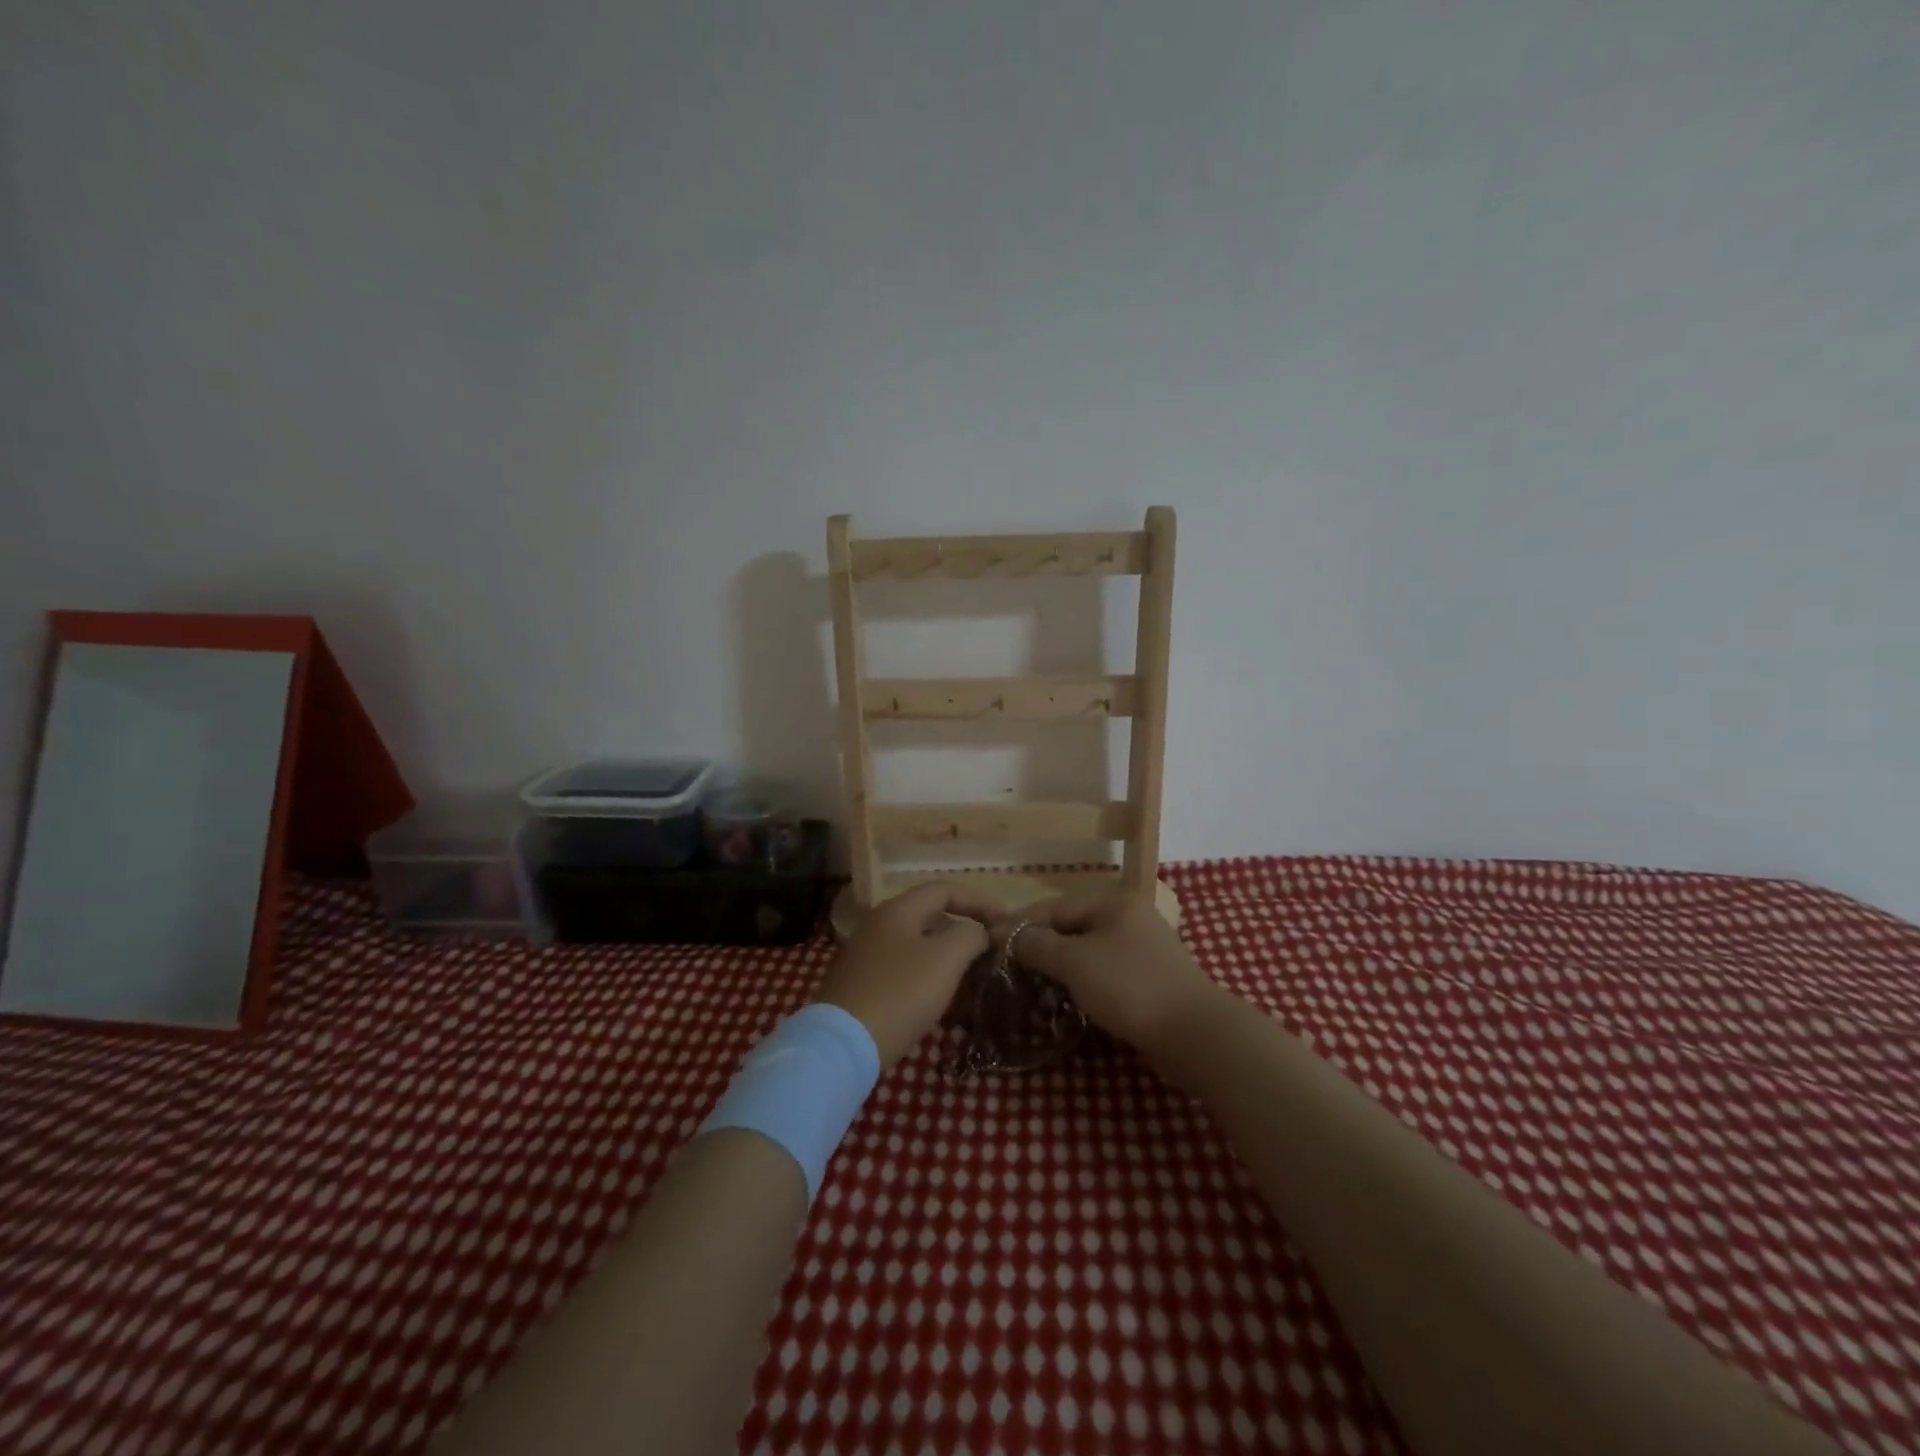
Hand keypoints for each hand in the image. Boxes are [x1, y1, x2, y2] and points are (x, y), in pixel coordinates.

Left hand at [814, 883, 1003, 1066]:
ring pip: (917, 944)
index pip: (944, 889)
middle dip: (964, 928)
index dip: (979, 901)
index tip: (1006, 922)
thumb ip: (970, 935)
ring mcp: (866, 954)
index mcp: (898, 909)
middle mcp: (878, 924)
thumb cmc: (901, 993)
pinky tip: (941, 998)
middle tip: (991, 947)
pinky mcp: (861, 984)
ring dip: (947, 954)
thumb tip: (978, 932)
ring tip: (972, 974)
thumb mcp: (946, 959)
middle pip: (929, 915)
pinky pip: (903, 968)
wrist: (844, 1044)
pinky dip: (928, 974)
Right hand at [999, 890, 1220, 1058]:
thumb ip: (1037, 944)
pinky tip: (1065, 1000)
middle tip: (1009, 968)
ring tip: (1031, 986)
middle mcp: (1128, 918)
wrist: (1195, 1035)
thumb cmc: (1130, 986)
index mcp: (1113, 903)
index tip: (990, 943)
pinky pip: (1104, 973)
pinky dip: (1082, 983)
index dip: (1021, 924)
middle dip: (1039, 947)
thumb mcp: (1075, 962)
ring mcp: (1141, 949)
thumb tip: (1004, 933)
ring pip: (1087, 952)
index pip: (1054, 907)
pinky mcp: (1148, 980)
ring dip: (1059, 968)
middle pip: (1071, 927)